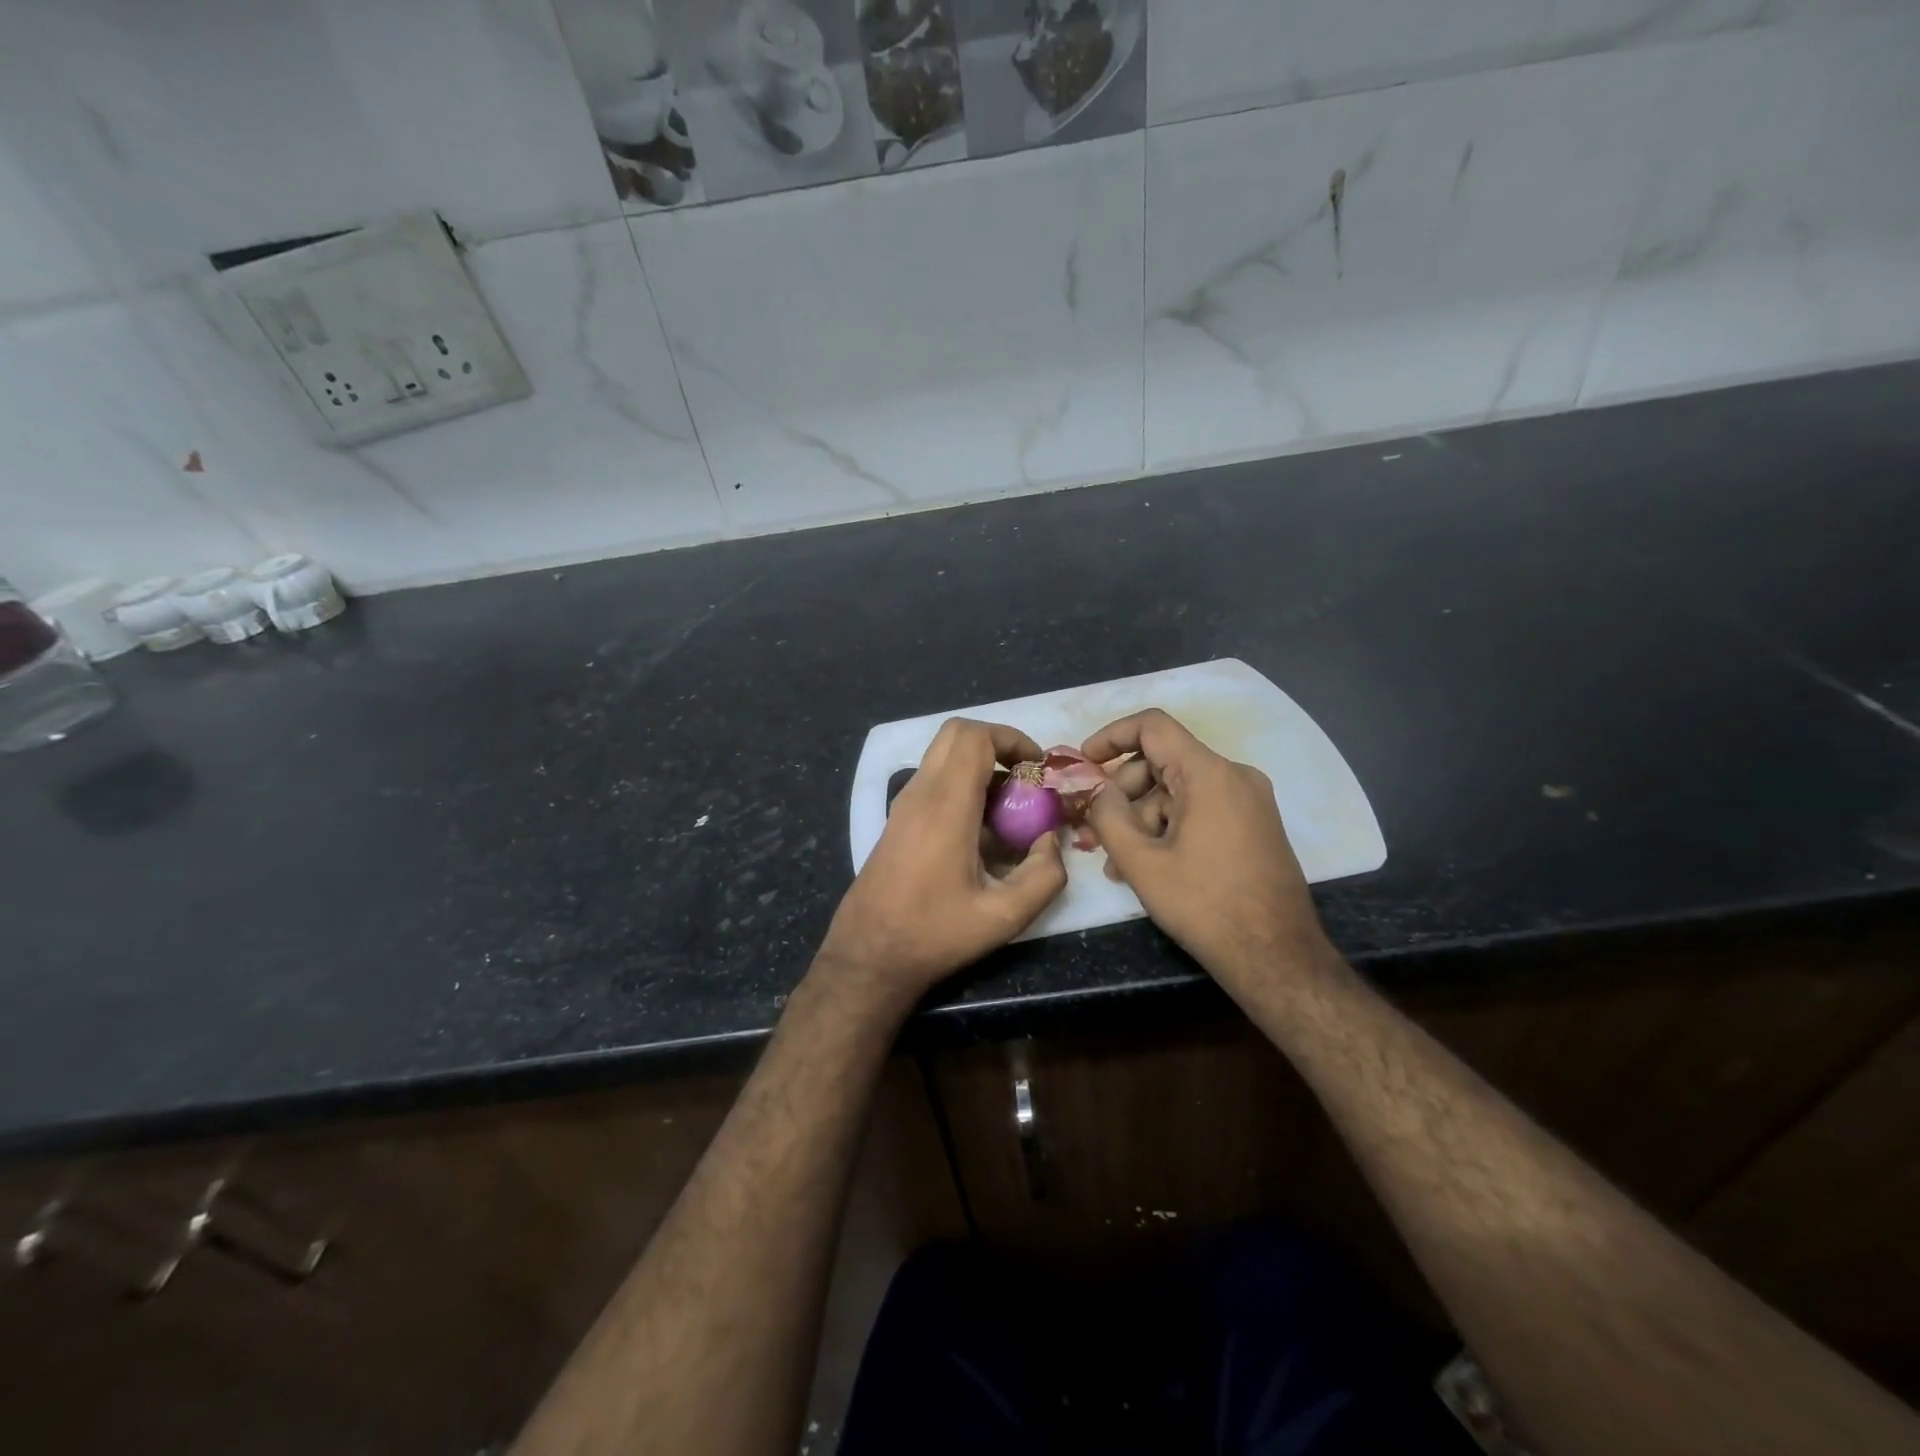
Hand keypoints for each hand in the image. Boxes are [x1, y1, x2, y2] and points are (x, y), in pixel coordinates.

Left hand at [817, 718, 1067, 1009]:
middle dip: (997, 744)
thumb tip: (1051, 840)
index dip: (1012, 738)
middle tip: (1025, 778)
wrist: (869, 954)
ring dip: (980, 767)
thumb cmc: (934, 934)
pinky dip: (962, 785)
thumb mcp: (1004, 916)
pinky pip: (934, 781)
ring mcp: (903, 805)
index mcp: (945, 805)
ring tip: (1010, 809)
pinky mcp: (898, 820)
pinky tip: (983, 832)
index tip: (1037, 767)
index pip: (974, 737)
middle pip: (956, 734)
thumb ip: (1044, 876)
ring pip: (943, 756)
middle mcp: (920, 793)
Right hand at [1082, 709, 1332, 985]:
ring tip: (1114, 861)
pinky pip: (1199, 810)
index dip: (1111, 736)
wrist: (1276, 957)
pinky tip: (1146, 865)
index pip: (1153, 727)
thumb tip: (1100, 793)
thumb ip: (1108, 816)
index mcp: (1210, 774)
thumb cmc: (1205, 905)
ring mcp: (1249, 802)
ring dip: (1141, 818)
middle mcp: (1235, 776)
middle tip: (1093, 827)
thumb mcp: (1142, 862)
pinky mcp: (1253, 826)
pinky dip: (1168, 827)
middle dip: (1122, 791)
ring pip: (1179, 790)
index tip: (1084, 762)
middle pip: (1163, 761)